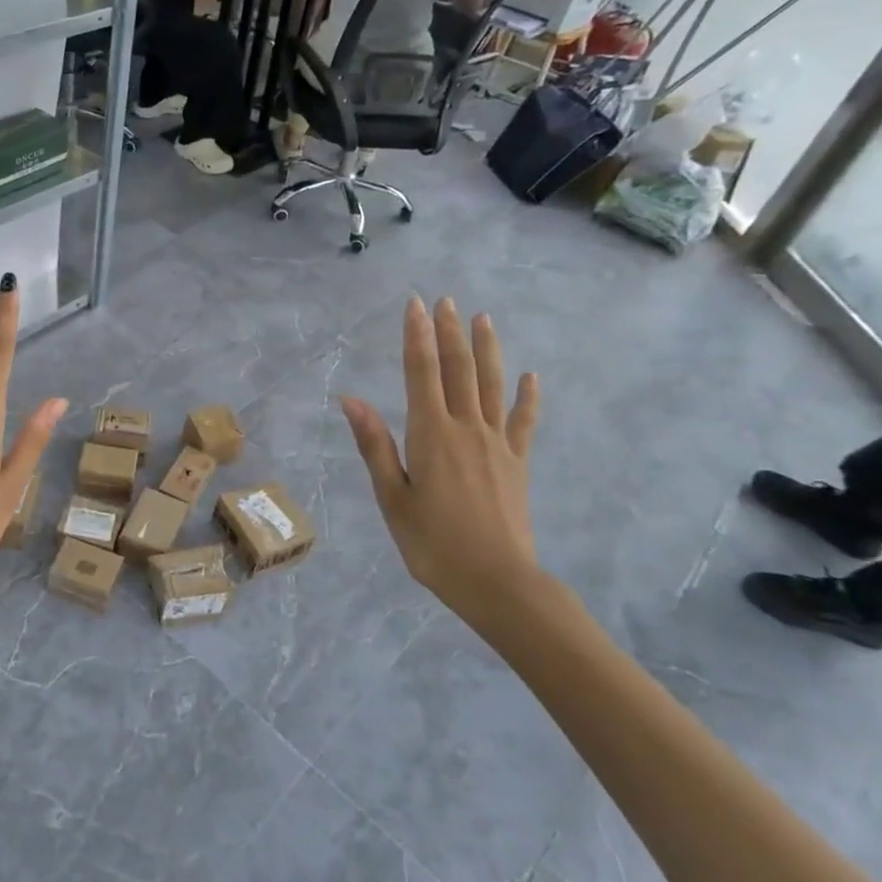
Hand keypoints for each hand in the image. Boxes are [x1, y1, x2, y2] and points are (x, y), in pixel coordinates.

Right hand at [340, 298, 541, 623]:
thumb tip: (351, 400)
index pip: (421, 373)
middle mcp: (466, 428)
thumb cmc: (432, 543)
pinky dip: (527, 397)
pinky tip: (530, 376)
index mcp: (430, 435)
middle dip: (449, 332)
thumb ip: (375, 445)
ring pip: (491, 385)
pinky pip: (523, 421)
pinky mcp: (517, 462)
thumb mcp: (392, 497)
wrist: (496, 581)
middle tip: (445, 300)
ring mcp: (497, 444)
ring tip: (483, 318)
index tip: (414, 304)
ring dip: (486, 349)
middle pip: (458, 370)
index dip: (416, 337)